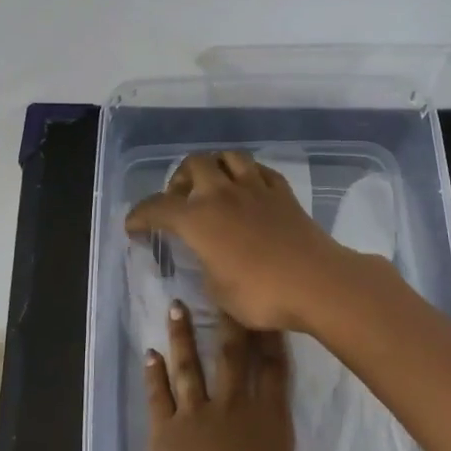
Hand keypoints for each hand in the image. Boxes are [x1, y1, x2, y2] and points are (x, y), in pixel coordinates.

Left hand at [123, 300, 321, 450]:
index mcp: (267, 424)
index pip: (274, 375)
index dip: (272, 344)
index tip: (268, 316)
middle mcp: (232, 409)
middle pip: (232, 359)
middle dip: (229, 325)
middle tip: (223, 293)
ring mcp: (196, 413)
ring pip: (190, 367)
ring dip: (182, 337)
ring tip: (176, 306)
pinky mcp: (165, 426)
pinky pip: (159, 395)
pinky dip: (153, 375)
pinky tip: (149, 354)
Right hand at [124, 151, 359, 332]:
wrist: (317, 282)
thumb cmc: (260, 293)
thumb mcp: (217, 291)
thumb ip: (205, 266)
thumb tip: (208, 256)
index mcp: (198, 218)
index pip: (157, 207)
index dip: (140, 216)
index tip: (133, 227)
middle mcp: (222, 194)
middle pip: (193, 164)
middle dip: (179, 179)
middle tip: (179, 201)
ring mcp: (256, 188)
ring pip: (229, 157)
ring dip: (214, 167)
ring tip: (213, 187)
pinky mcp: (283, 193)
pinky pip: (259, 171)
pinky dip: (247, 175)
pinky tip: (248, 191)